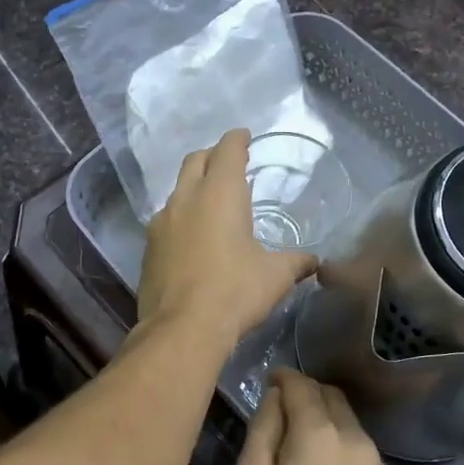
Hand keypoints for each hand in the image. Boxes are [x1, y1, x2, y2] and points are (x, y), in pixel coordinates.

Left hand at [137, 130, 316, 347]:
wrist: (182, 328)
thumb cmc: (235, 291)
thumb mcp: (276, 276)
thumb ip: (296, 261)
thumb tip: (315, 261)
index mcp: (220, 193)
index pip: (227, 150)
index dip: (237, 140)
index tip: (244, 136)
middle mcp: (186, 198)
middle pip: (195, 161)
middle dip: (212, 156)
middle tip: (228, 164)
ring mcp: (161, 223)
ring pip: (177, 191)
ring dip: (193, 188)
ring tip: (211, 202)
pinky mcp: (148, 248)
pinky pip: (166, 221)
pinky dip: (181, 218)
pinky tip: (191, 237)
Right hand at [233, 368, 394, 464]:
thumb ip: (262, 430)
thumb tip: (274, 398)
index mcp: (319, 433)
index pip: (301, 385)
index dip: (283, 377)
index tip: (269, 380)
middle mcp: (355, 438)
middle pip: (330, 397)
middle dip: (306, 394)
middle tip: (281, 410)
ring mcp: (376, 464)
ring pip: (348, 422)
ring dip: (324, 419)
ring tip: (300, 443)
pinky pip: (359, 449)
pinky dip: (339, 444)